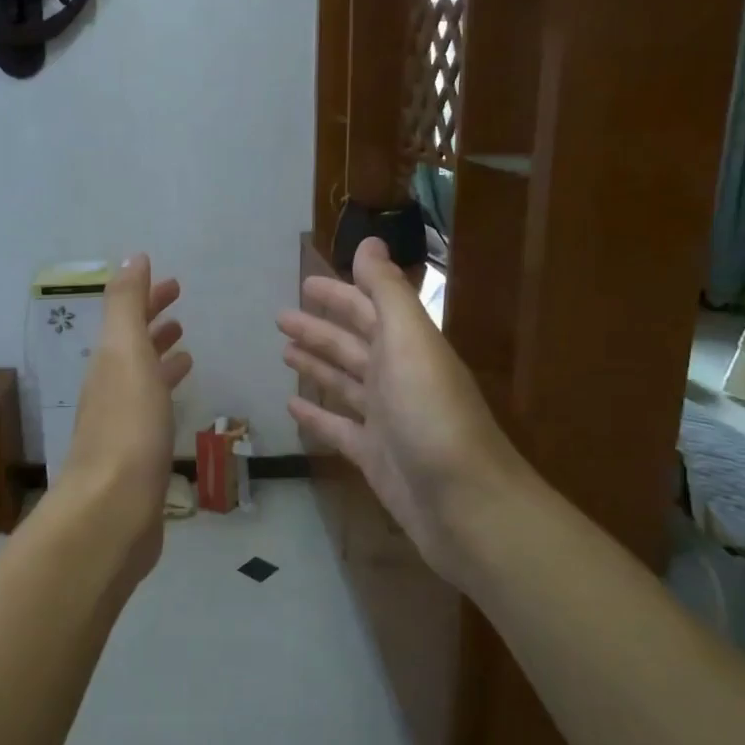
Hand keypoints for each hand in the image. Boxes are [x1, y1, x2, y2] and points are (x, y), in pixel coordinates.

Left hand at [58, 256, 192, 566]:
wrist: (112, 511)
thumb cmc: (127, 428)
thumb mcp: (125, 354)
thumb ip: (127, 305)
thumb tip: (132, 256)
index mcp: (108, 363)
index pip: (126, 317)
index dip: (146, 296)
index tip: (173, 282)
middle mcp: (110, 389)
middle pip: (132, 346)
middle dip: (152, 322)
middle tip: (179, 306)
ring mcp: (122, 425)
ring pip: (143, 379)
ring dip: (160, 358)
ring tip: (187, 348)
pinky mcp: (138, 457)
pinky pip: (154, 413)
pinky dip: (166, 396)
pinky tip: (179, 403)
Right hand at [278, 238, 526, 583]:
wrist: (464, 504)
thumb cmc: (432, 414)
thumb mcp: (409, 341)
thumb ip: (387, 291)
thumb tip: (370, 241)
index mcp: (407, 346)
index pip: (369, 309)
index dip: (339, 294)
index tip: (306, 283)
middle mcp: (397, 377)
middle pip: (352, 344)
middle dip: (319, 328)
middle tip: (280, 317)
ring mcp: (385, 419)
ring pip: (343, 382)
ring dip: (316, 365)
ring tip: (283, 351)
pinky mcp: (373, 456)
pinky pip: (338, 427)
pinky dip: (317, 415)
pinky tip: (291, 406)